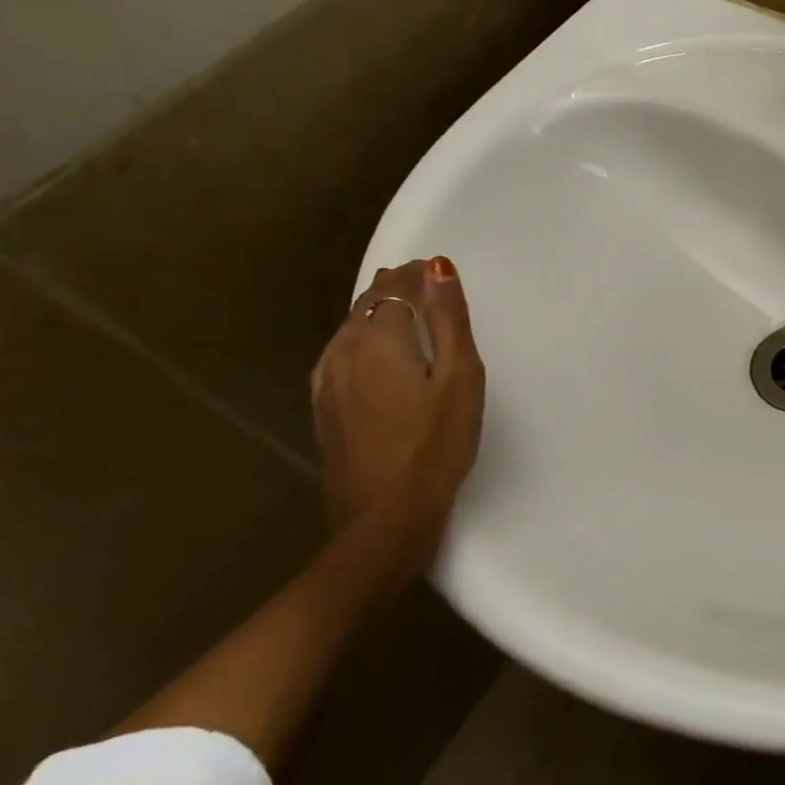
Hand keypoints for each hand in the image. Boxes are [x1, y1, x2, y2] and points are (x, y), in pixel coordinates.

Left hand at [311, 256, 484, 571]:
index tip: (438, 273)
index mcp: (377, 339)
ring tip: (406, 315)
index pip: (394, 287)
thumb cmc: (437, 444)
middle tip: (428, 289)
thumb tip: (437, 266)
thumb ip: (449, 318)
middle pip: (368, 304)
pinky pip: (341, 355)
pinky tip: (376, 357)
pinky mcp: (324, 409)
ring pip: (350, 329)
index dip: (416, 275)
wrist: (385, 519)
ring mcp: (325, 383)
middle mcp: (342, 352)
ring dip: (378, 314)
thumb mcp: (460, 377)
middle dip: (397, 290)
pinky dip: (363, 341)